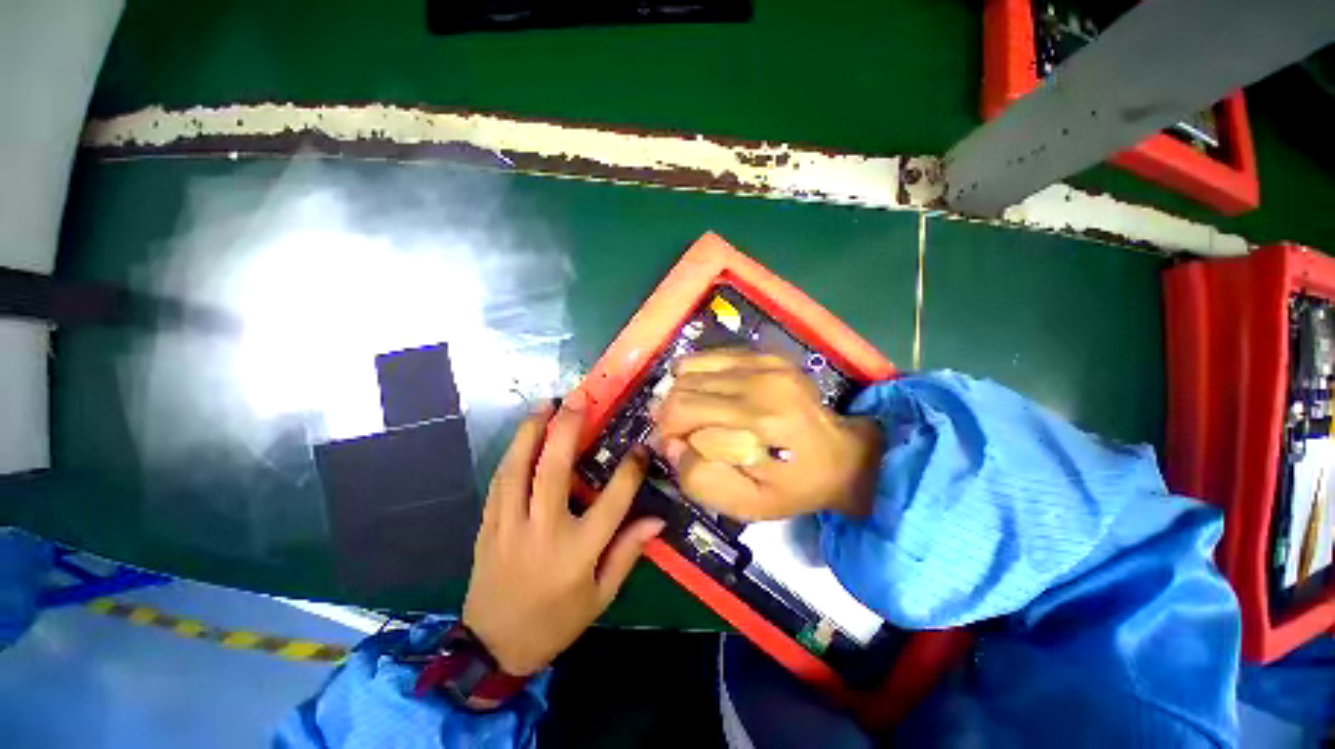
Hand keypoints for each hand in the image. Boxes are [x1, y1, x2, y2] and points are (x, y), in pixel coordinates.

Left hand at [462, 393, 663, 675]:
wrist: (493, 648)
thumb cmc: (556, 622)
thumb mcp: (601, 596)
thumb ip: (628, 552)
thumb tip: (656, 519)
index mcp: (577, 551)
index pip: (612, 501)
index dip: (631, 470)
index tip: (642, 446)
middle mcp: (542, 531)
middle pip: (554, 469)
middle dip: (567, 428)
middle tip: (578, 399)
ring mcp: (509, 525)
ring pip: (518, 468)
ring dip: (532, 431)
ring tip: (545, 404)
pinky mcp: (488, 525)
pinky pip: (500, 481)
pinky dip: (513, 453)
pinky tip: (523, 436)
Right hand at [653, 350, 882, 520]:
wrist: (842, 455)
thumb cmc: (794, 485)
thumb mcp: (748, 504)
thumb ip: (701, 480)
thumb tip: (672, 445)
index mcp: (759, 421)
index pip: (683, 411)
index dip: (667, 430)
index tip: (675, 447)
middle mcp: (760, 382)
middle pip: (684, 386)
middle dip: (670, 413)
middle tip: (682, 434)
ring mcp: (764, 362)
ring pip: (692, 368)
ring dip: (682, 393)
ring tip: (694, 415)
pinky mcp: (765, 355)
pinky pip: (710, 357)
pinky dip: (698, 375)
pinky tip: (709, 395)